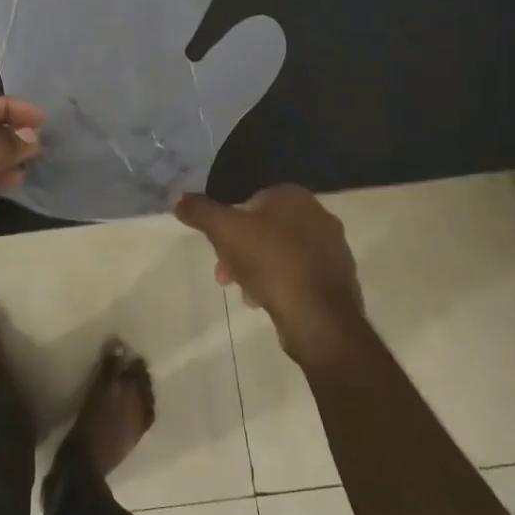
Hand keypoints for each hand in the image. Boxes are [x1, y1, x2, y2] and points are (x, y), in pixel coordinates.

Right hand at [174, 185, 366, 368]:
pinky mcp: (338, 278)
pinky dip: (280, 284)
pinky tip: (267, 302)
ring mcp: (333, 248)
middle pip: (265, 228)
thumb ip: (200, 211)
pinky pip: (299, 274)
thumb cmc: (270, 263)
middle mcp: (319, 215)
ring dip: (257, 269)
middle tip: (224, 274)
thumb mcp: (225, 232)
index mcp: (294, 197)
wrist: (318, 317)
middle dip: (240, 250)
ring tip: (244, 293)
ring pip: (281, 252)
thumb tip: (177, 196)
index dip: (228, 223)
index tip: (216, 247)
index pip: (251, 200)